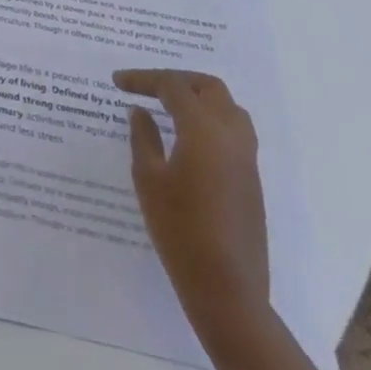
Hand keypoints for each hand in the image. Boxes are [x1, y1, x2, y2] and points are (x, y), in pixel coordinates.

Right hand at [113, 68, 269, 332]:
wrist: (228, 290)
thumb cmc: (179, 230)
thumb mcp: (149, 179)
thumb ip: (144, 138)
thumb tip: (141, 112)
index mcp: (204, 130)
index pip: (173, 87)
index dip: (143, 79)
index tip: (118, 82)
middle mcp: (231, 136)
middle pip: (209, 88)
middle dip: (178, 80)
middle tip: (149, 87)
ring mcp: (247, 159)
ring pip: (229, 108)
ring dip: (200, 98)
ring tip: (171, 107)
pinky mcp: (252, 181)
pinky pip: (235, 132)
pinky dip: (211, 121)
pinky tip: (189, 138)